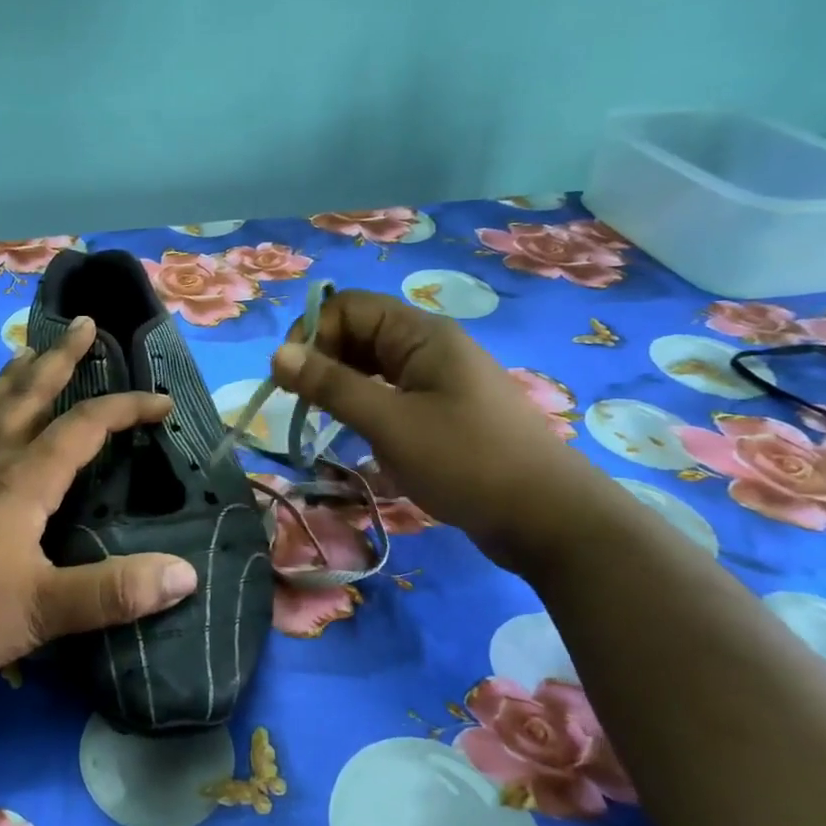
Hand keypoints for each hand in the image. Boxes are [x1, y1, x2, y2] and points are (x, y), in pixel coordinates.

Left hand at [0, 316, 199, 694]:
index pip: (84, 428)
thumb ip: (115, 592)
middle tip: (83, 324)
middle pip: (29, 398)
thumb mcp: (45, 611)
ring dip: (9, 381)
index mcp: (22, 482)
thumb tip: (185, 574)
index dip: (126, 408)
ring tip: (23, 353)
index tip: (162, 402)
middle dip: (60, 359)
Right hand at [269, 289, 607, 569]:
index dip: (313, 333)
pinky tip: (356, 434)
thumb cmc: (466, 461)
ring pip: (372, 365)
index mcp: (421, 334)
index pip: (348, 306)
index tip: (291, 378)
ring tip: (323, 420)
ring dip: (341, 386)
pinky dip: (365, 406)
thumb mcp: (390, 422)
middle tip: (302, 404)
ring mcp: (438, 379)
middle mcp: (429, 346)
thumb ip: (331, 385)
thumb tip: (277, 353)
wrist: (548, 518)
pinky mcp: (442, 411)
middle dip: (323, 360)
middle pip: (359, 332)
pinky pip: (390, 393)